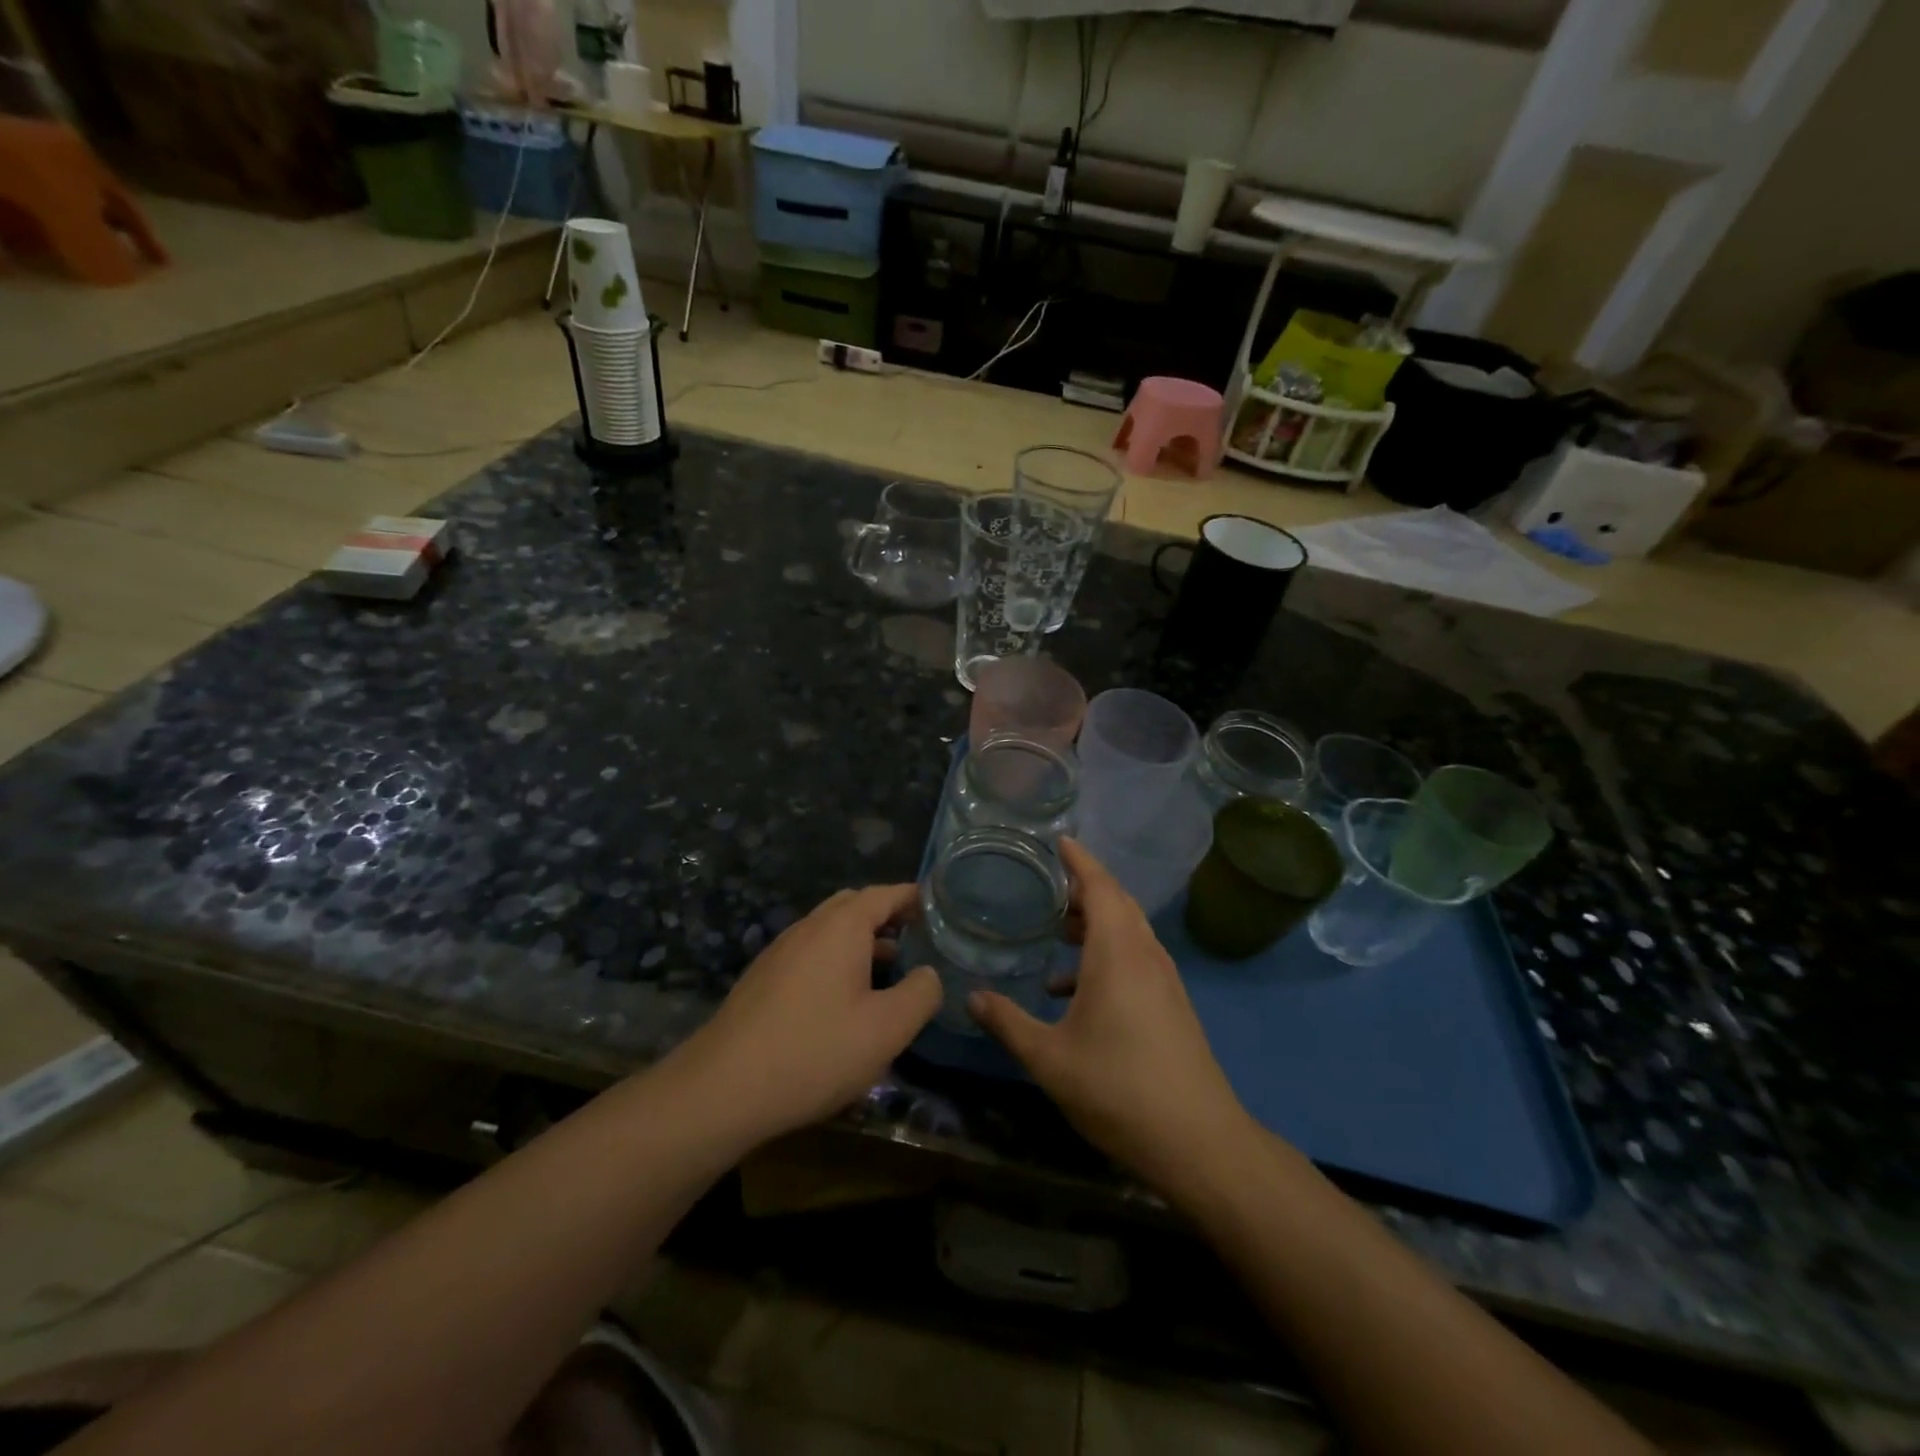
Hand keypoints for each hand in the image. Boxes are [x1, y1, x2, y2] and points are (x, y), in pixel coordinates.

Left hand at [678, 885, 940, 1145]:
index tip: (940, 907)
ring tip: (888, 968)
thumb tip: (928, 973)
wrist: (722, 1089)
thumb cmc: (815, 1051)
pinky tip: (843, 999)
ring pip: (829, 931)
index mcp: (841, 927)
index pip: (884, 894)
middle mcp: (808, 927)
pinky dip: (835, 960)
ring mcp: (780, 951)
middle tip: (917, 936)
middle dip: (886, 915)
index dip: (914, 897)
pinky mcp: (762, 979)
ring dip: (860, 940)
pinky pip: (809, 953)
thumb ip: (921, 994)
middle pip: (853, 906)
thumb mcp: (886, 1029)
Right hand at [969, 839, 1256, 1198]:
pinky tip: (1074, 990)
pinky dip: (1106, 954)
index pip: (1100, 886)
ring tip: (1057, 932)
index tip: (1059, 840)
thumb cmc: (1118, 1088)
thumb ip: (1008, 1022)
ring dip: (1095, 922)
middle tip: (1047, 886)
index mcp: (1118, 953)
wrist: (1197, 1141)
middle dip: (1084, 889)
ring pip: (1128, 931)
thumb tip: (971, 997)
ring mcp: (1163, 980)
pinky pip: (1136, 957)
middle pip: (1117, 903)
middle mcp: (1145, 955)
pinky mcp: (1171, 1004)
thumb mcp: (1049, 1058)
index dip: (1079, 860)